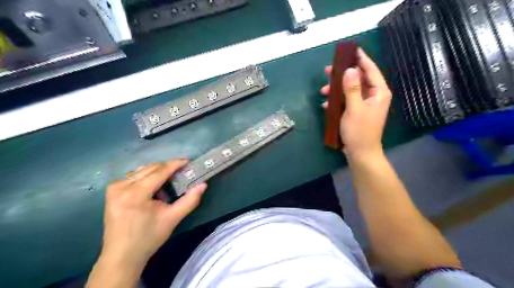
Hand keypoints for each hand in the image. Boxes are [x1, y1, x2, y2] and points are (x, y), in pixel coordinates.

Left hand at [100, 159, 205, 271]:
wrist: (122, 256)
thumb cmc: (149, 238)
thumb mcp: (173, 218)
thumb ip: (190, 200)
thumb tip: (203, 185)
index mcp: (135, 194)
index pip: (159, 171)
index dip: (175, 164)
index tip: (188, 161)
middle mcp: (121, 186)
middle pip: (151, 168)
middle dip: (168, 168)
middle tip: (182, 173)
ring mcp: (114, 187)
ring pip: (143, 171)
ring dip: (158, 174)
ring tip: (168, 185)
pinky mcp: (112, 191)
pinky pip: (135, 177)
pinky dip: (148, 179)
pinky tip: (154, 190)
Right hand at [322, 48, 391, 158]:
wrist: (360, 153)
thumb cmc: (359, 131)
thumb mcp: (354, 108)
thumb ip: (352, 88)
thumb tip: (349, 69)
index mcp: (378, 92)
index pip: (371, 70)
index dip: (361, 59)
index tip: (351, 49)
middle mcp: (373, 96)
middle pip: (359, 78)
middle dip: (342, 75)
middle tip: (327, 71)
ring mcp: (365, 104)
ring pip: (350, 89)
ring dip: (336, 89)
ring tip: (323, 91)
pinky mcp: (356, 112)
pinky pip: (347, 100)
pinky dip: (337, 100)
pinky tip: (326, 104)